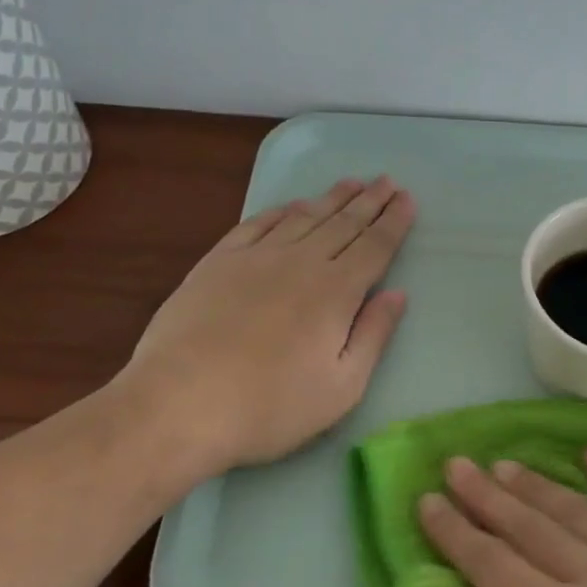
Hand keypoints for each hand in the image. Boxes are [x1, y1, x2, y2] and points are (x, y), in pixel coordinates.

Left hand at [117, 176, 415, 483]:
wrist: (178, 405)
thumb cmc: (270, 407)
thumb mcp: (341, 387)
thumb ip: (373, 335)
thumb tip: (398, 294)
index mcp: (336, 292)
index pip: (374, 246)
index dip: (394, 222)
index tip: (407, 199)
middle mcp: (301, 262)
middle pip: (344, 223)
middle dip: (370, 201)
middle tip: (387, 180)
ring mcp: (256, 258)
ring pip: (304, 217)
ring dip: (331, 198)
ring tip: (351, 183)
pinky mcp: (218, 262)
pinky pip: (257, 224)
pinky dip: (281, 210)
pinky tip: (293, 205)